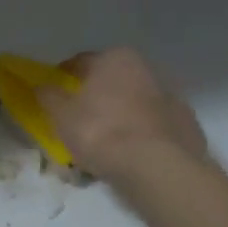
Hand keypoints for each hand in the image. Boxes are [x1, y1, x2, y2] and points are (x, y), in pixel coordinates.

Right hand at [35, 48, 207, 178]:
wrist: (157, 167)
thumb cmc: (101, 131)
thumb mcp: (61, 115)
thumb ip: (48, 96)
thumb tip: (41, 86)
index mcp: (115, 59)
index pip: (80, 62)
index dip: (64, 78)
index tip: (54, 95)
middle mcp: (146, 69)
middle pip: (110, 81)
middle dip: (95, 96)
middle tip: (78, 119)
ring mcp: (170, 97)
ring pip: (134, 102)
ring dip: (120, 114)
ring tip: (105, 142)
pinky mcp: (186, 125)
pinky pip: (154, 126)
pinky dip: (141, 134)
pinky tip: (131, 153)